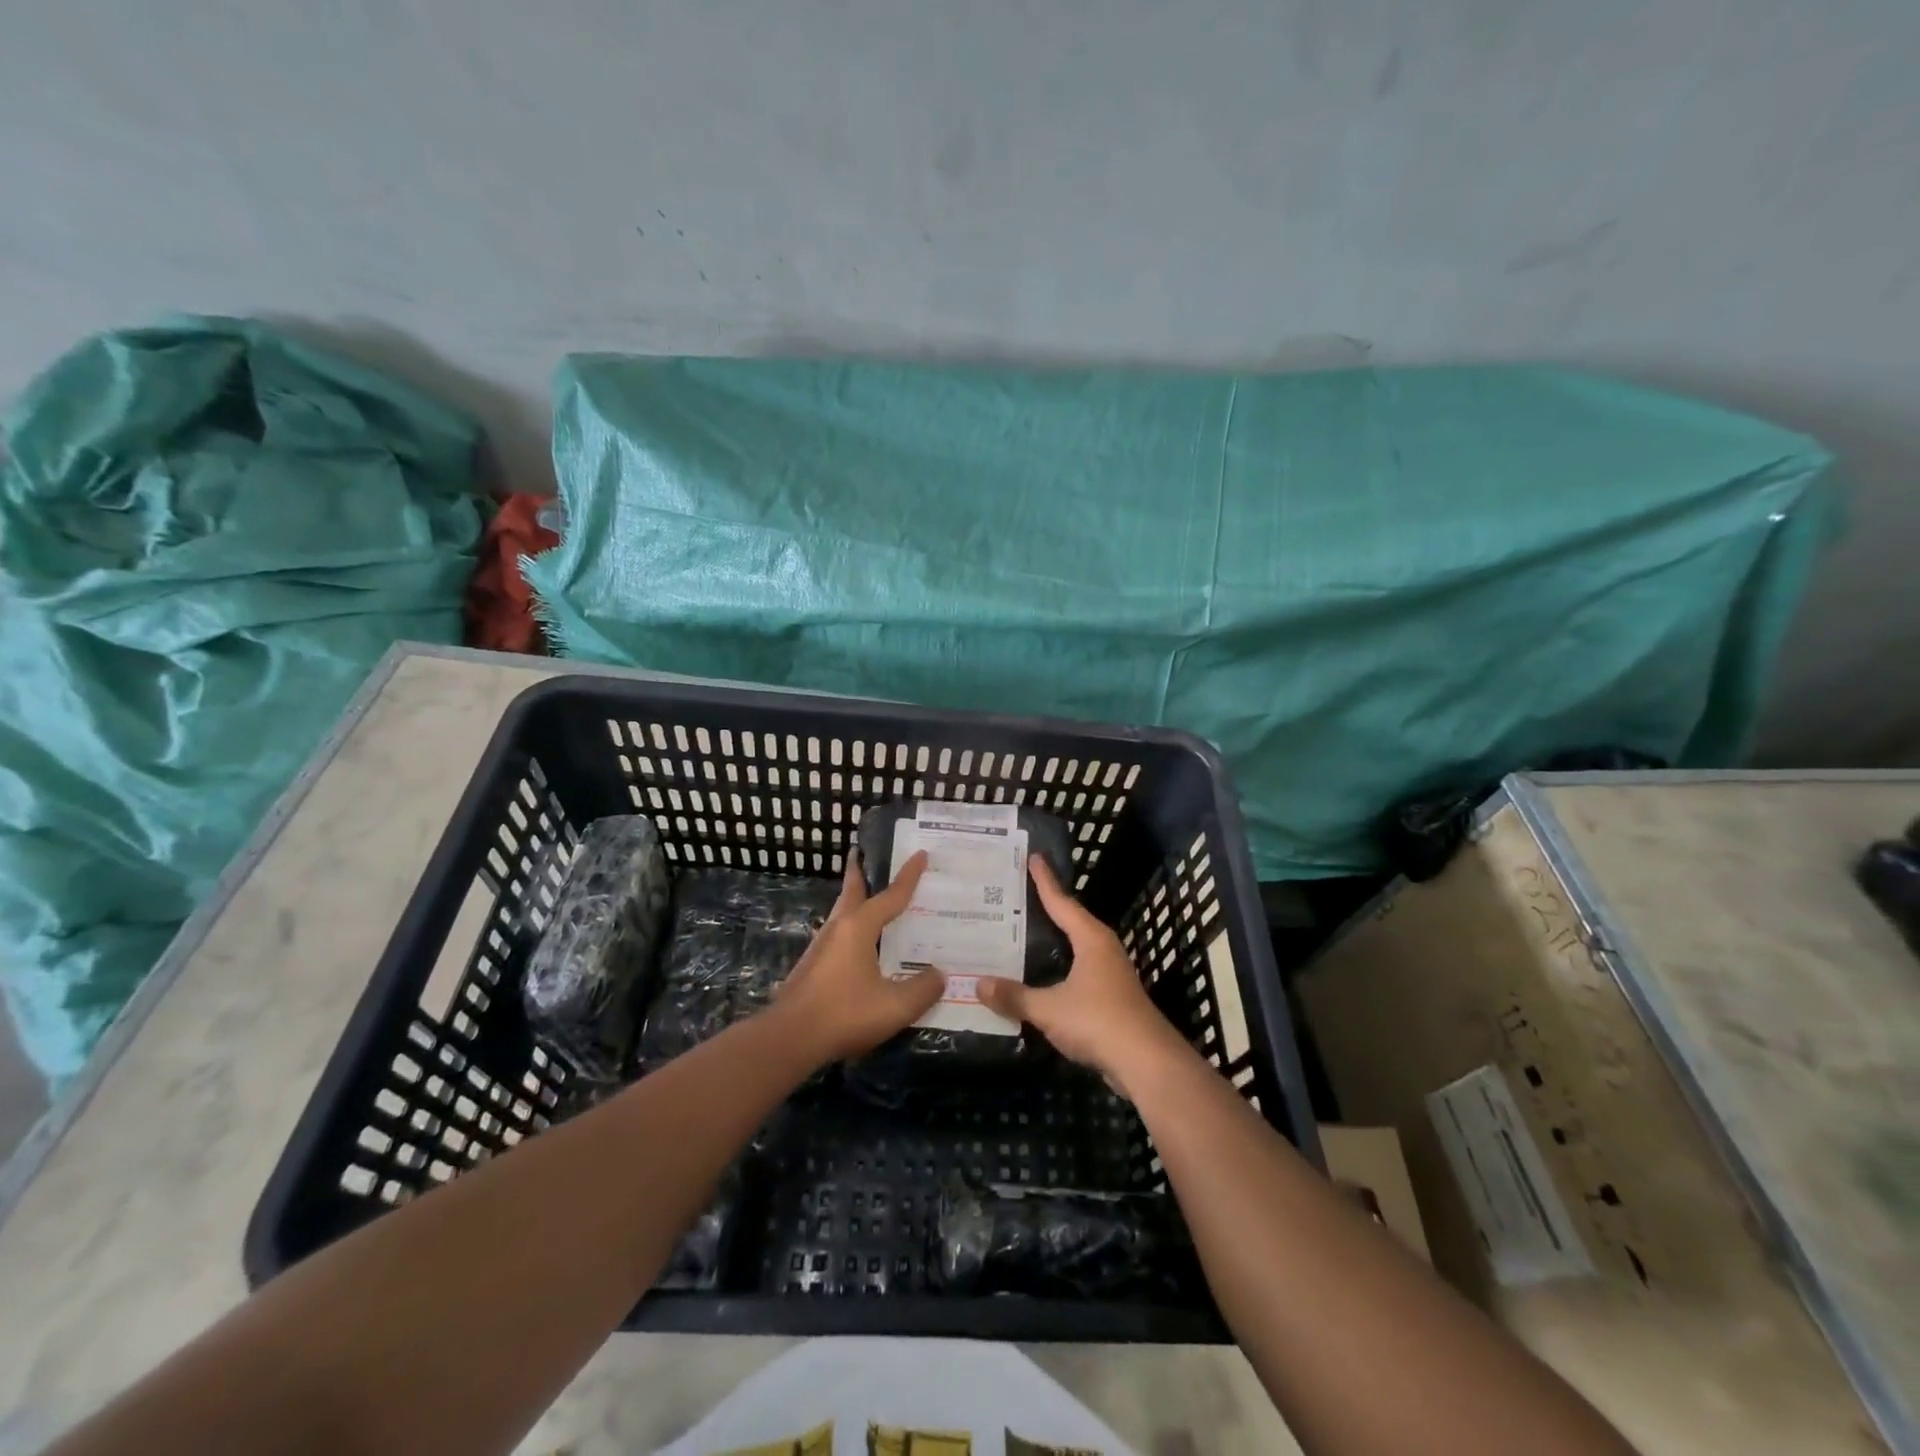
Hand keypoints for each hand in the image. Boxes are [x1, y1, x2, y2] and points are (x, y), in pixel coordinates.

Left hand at [773, 850, 944, 1065]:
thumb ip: (923, 989)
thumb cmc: (845, 1014)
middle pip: (852, 891)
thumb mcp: (895, 1006)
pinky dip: (852, 926)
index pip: (891, 895)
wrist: (790, 1038)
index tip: (921, 854)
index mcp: (859, 927)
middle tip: (864, 853)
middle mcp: (838, 928)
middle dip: (859, 872)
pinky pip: (838, 934)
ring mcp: (821, 947)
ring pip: (842, 913)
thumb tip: (940, 974)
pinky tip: (860, 945)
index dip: (909, 876)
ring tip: (869, 896)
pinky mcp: (812, 967)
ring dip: (855, 899)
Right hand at [977, 856, 1186, 1095]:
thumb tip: (978, 984)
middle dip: (1047, 907)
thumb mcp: (1049, 1008)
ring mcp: (1111, 973)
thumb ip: (1014, 996)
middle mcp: (1103, 949)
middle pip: (1071, 920)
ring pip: (1076, 947)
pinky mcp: (1112, 997)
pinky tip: (1042, 976)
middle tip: (1018, 895)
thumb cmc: (1098, 1021)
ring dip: (1054, 940)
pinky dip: (1060, 967)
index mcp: (1091, 939)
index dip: (1045, 881)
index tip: (1033, 857)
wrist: (1147, 1063)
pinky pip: (1079, 971)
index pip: (1062, 902)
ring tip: (1024, 932)